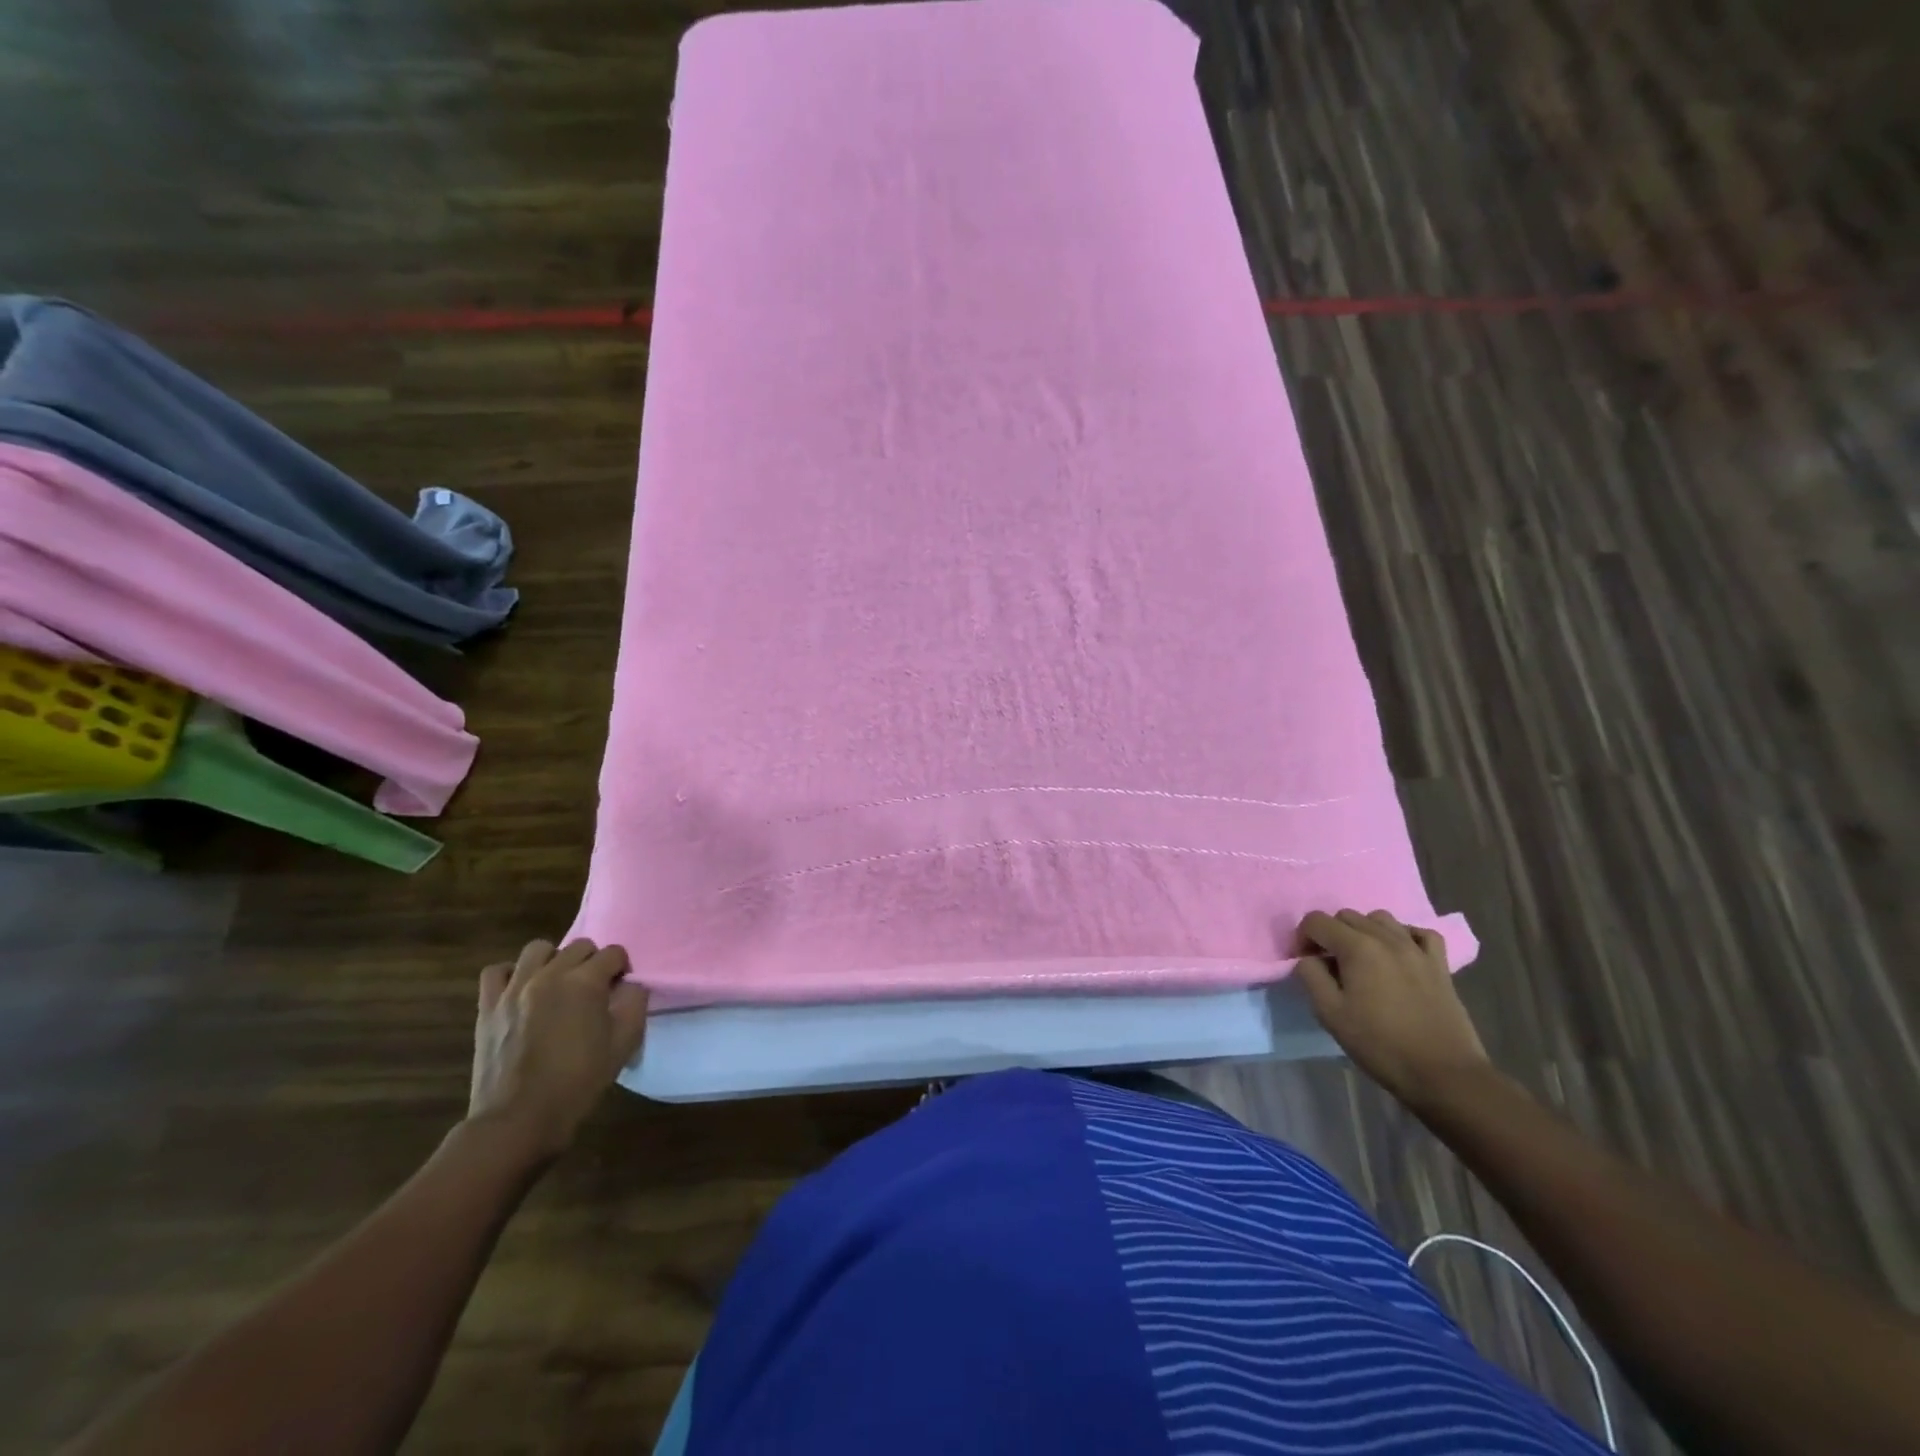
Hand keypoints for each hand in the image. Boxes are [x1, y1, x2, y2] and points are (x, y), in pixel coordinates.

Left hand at [468, 939, 649, 1160]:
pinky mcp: (488, 1005)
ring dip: (554, 961)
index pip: (614, 953)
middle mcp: (550, 974)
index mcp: (586, 981)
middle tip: (593, 991)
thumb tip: (630, 985)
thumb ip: (634, 1003)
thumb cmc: (578, 1082)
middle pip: (580, 946)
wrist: (519, 1120)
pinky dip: (512, 974)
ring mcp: (514, 987)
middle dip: (592, 963)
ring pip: (538, 949)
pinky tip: (521, 992)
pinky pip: (498, 970)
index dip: (622, 969)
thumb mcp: (624, 1043)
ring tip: (557, 986)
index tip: (621, 991)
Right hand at [1294, 909, 1492, 1110]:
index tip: (1305, 963)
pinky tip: (1399, 955)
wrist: (1443, 1074)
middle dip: (1330, 934)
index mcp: (1357, 947)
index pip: (1316, 921)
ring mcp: (1417, 949)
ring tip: (1362, 960)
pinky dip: (1404, 936)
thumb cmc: (1380, 1044)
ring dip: (1364, 931)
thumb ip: (1311, 976)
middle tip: (1330, 965)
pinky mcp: (1439, 965)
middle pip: (1346, 916)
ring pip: (1381, 919)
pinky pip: (1419, 933)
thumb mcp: (1330, 1014)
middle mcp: (1386, 938)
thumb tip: (1308, 959)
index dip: (1302, 938)